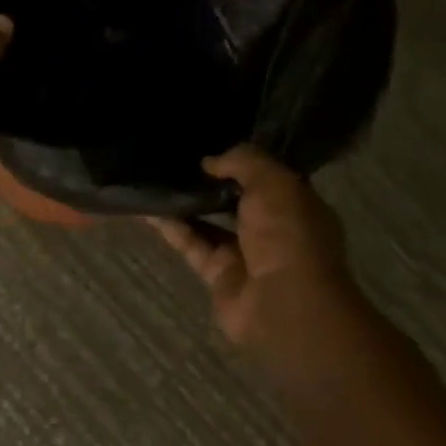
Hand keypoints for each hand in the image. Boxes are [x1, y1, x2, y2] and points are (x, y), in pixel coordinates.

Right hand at [149, 146, 361, 354]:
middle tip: (178, 159)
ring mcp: (245, 254)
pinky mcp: (218, 274)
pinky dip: (172, 228)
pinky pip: (192, 244)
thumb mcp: (273, 182)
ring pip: (210, 223)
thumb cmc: (288, 233)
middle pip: (236, 200)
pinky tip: (148, 209)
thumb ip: (243, 162)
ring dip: (186, 204)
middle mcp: (273, 229)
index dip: (242, 161)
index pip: (268, 177)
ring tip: (156, 178)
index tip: (212, 143)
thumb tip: (209, 161)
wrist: (283, 302)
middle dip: (211, 182)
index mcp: (297, 205)